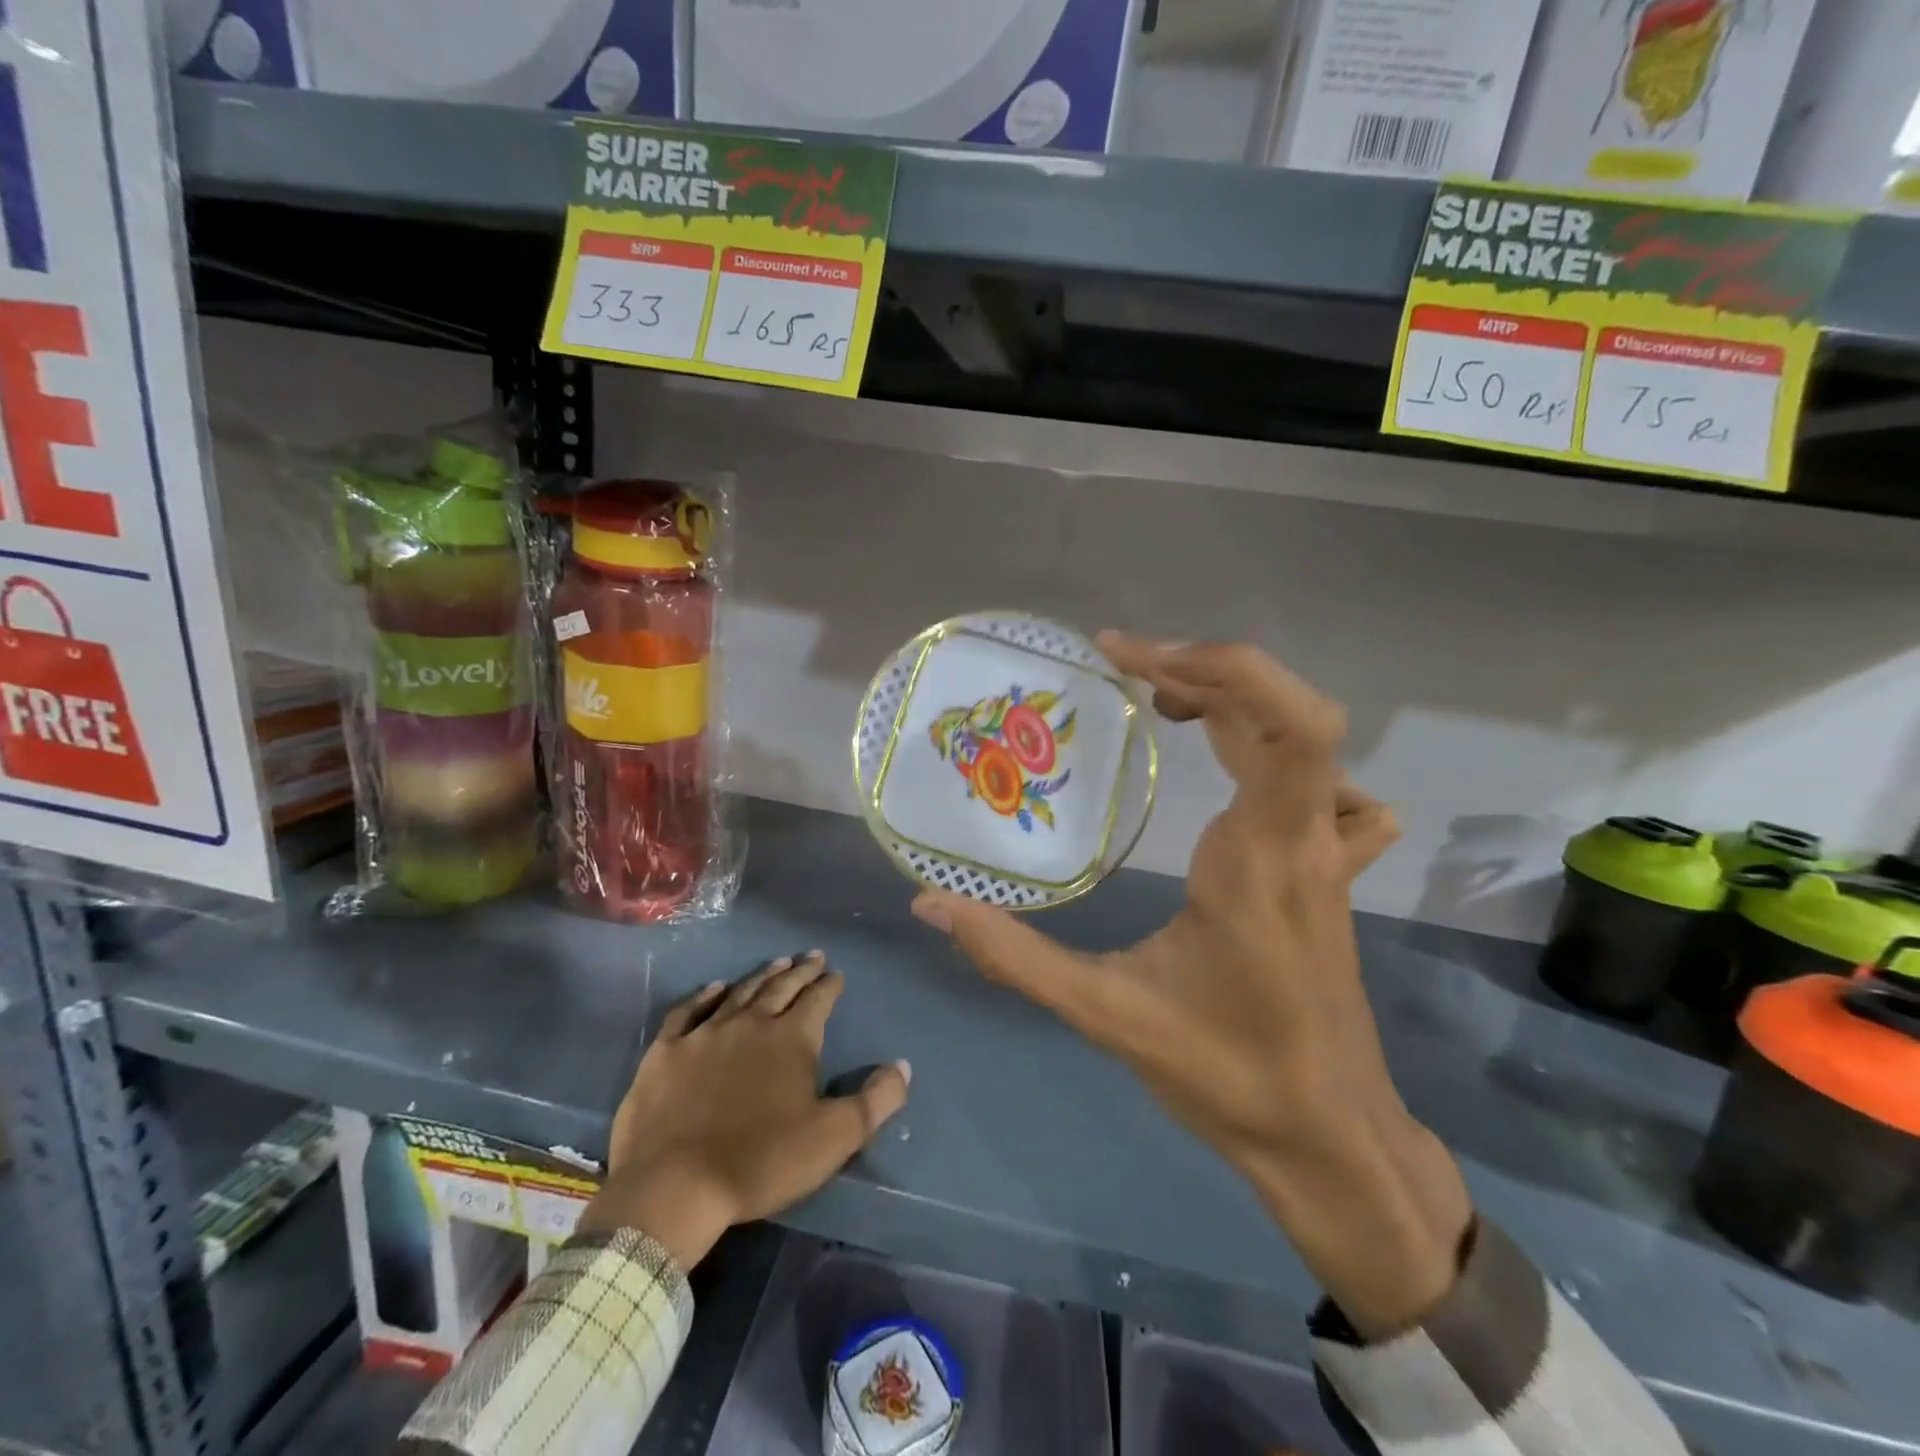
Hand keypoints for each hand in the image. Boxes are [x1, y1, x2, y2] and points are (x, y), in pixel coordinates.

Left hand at [578, 953, 911, 1269]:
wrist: (673, 1186)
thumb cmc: (761, 1162)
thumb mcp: (833, 1138)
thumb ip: (875, 1101)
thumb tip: (903, 1066)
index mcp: (792, 1038)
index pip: (818, 999)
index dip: (830, 984)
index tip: (837, 973)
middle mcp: (751, 1023)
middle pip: (781, 987)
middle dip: (801, 970)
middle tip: (812, 956)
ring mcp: (705, 1033)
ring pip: (739, 992)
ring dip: (761, 975)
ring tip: (777, 962)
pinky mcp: (667, 1051)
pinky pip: (688, 1011)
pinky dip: (703, 996)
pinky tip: (713, 988)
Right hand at [911, 635, 1469, 1338]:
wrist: (1331, 1137)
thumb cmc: (1227, 1075)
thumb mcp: (1106, 1014)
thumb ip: (1014, 957)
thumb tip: (930, 906)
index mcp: (1260, 860)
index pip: (1286, 725)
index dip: (1217, 665)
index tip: (1127, 657)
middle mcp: (1305, 839)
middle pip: (1287, 713)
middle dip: (1202, 673)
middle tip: (1122, 672)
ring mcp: (1328, 853)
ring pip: (1306, 741)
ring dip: (1236, 702)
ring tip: (1162, 703)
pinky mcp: (1332, 870)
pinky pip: (1329, 785)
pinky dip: (1283, 752)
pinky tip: (1242, 777)